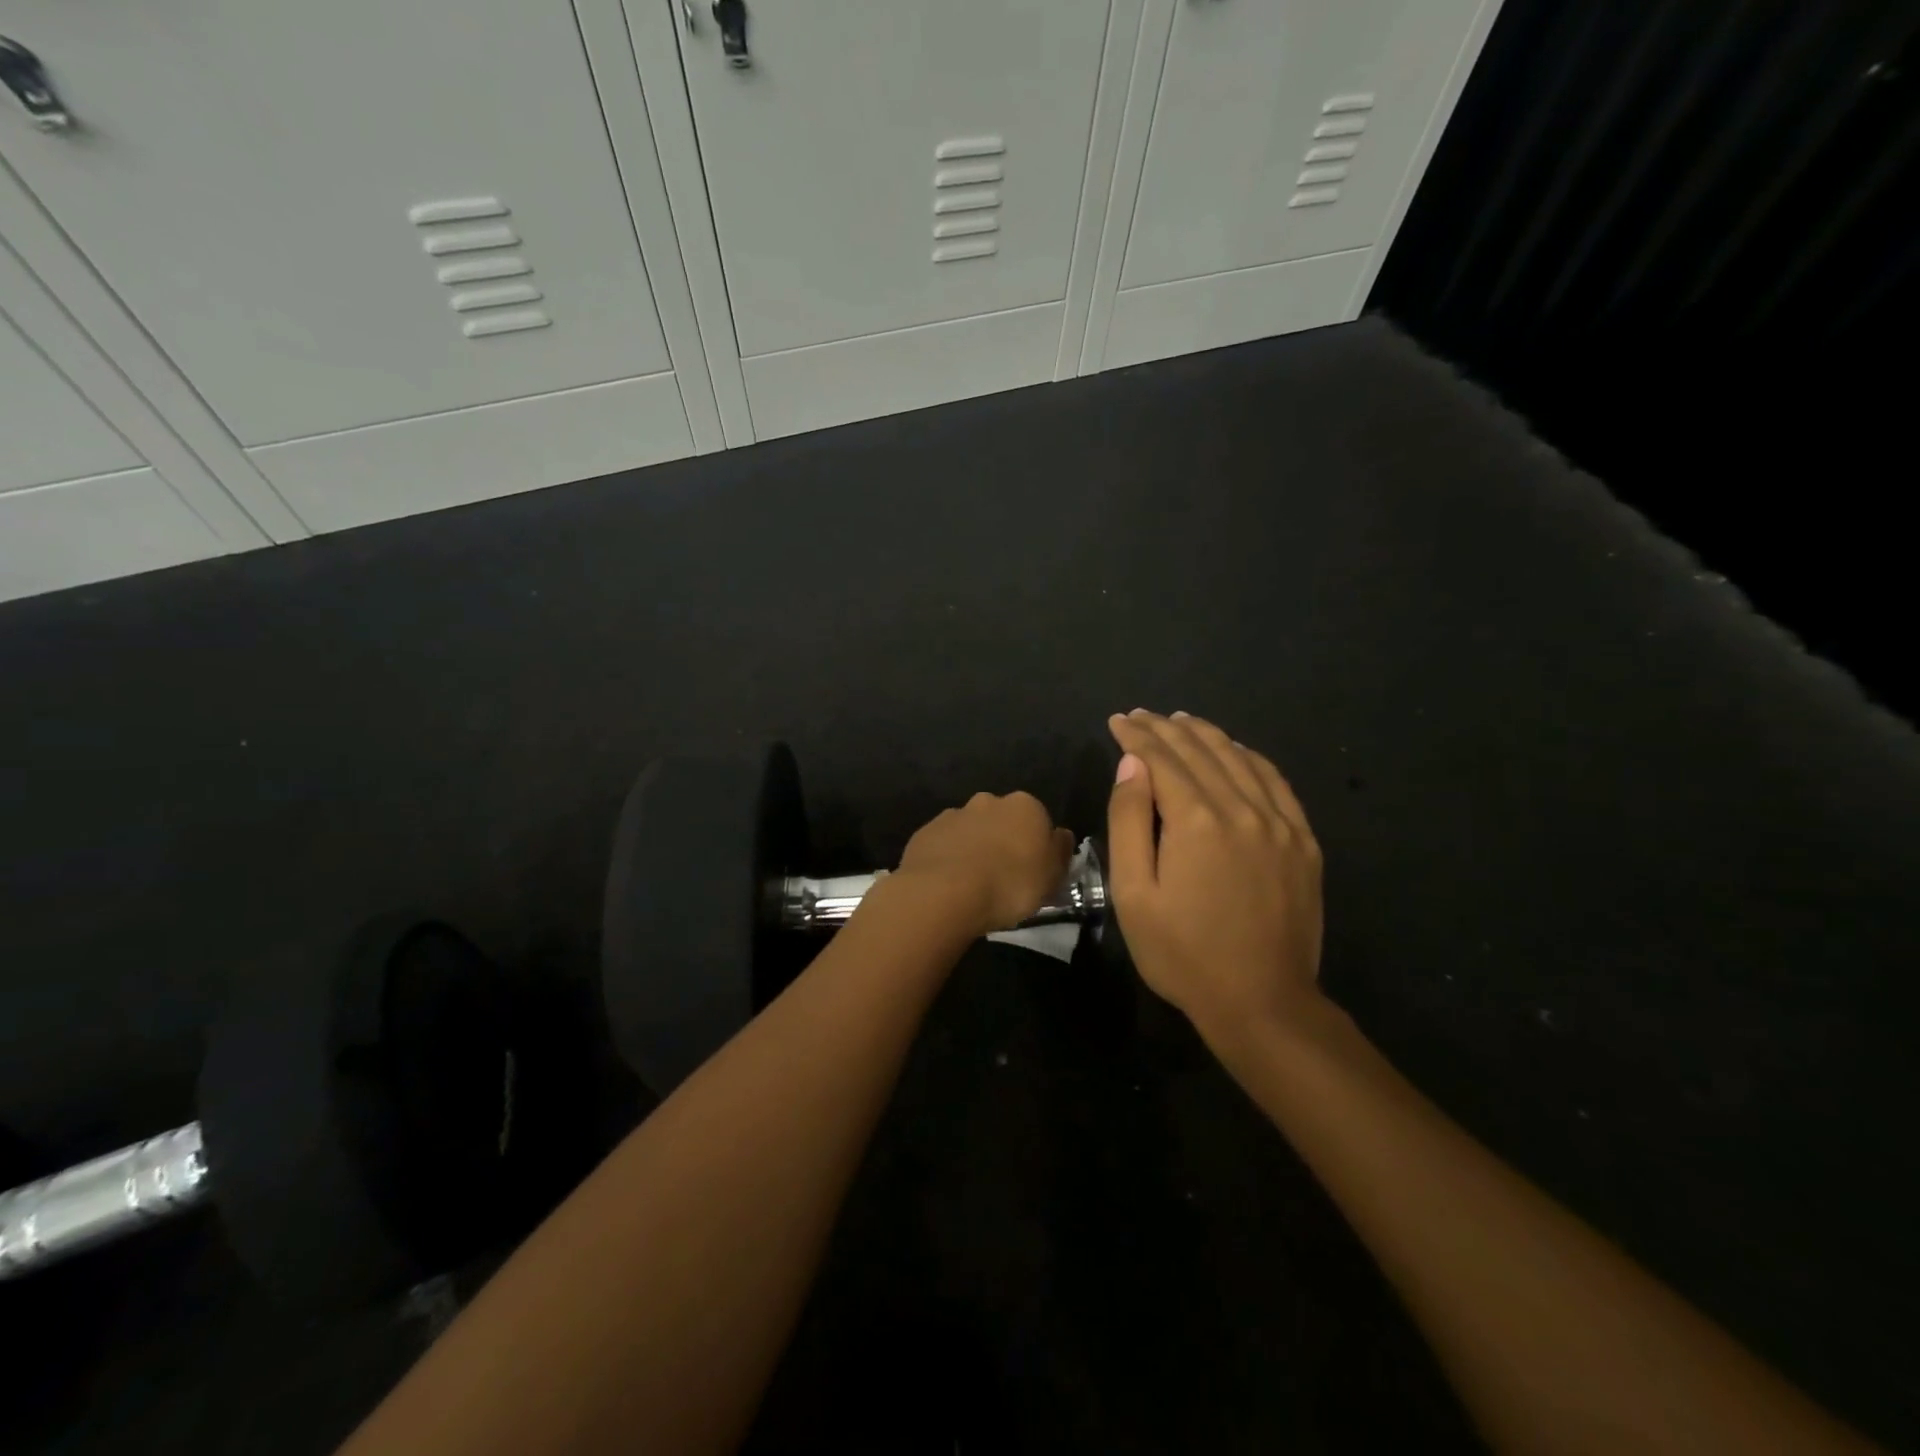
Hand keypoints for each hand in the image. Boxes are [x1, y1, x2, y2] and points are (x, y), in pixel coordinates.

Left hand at [891, 791, 1074, 939]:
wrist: (944, 893)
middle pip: (1002, 820)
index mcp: (1025, 806)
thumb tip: (1060, 836)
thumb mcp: (1052, 877)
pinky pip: (944, 844)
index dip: (1036, 847)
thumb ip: (1059, 851)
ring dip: (974, 848)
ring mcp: (953, 814)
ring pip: (970, 830)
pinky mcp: (925, 832)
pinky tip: (948, 884)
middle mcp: (988, 801)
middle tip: (1003, 877)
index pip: (1038, 820)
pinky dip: (948, 858)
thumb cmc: (1010, 885)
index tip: (1033, 872)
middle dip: (1003, 841)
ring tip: (972, 884)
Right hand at [1106, 710, 1324, 1040]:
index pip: (1162, 759)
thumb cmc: (1183, 953)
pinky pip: (1275, 781)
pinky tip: (1234, 751)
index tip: (1117, 721)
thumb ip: (1129, 822)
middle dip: (1165, 728)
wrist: (1262, 1003)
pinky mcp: (1303, 841)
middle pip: (1200, 751)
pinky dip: (1248, 757)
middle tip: (1140, 716)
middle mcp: (1242, 809)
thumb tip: (1131, 766)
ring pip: (1238, 758)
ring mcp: (1280, 823)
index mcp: (1196, 821)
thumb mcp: (1134, 894)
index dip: (1136, 736)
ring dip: (1205, 734)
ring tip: (1180, 721)